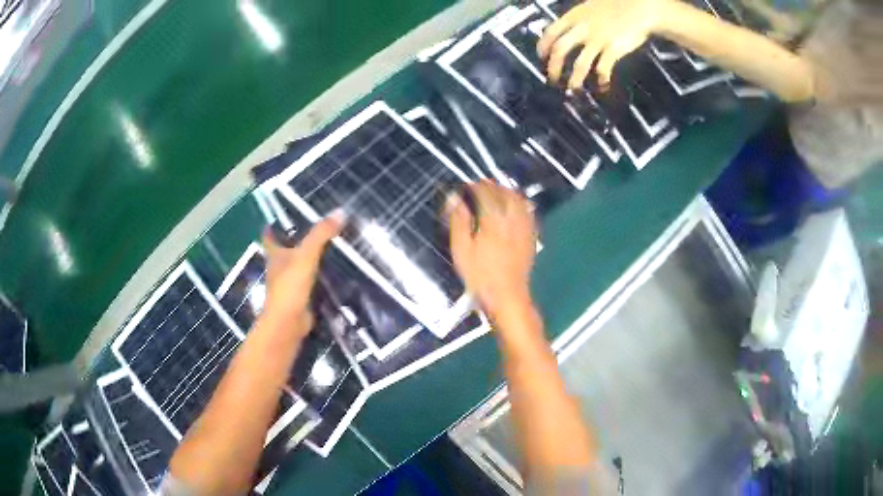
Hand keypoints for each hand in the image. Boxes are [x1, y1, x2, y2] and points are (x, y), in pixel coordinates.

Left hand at [261, 211, 343, 335]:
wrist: (288, 322)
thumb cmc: (290, 286)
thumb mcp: (306, 256)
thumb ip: (321, 235)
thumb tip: (340, 212)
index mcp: (275, 256)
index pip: (269, 237)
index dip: (271, 228)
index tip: (276, 218)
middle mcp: (278, 269)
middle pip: (283, 251)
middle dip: (293, 241)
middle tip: (311, 228)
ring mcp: (288, 285)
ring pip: (296, 267)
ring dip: (306, 259)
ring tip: (326, 247)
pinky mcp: (299, 298)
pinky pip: (308, 282)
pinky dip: (316, 277)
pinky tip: (329, 273)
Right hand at [447, 181, 536, 318]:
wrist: (507, 296)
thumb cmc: (479, 275)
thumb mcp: (461, 249)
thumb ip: (458, 220)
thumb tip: (453, 198)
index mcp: (493, 218)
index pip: (485, 192)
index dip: (475, 186)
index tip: (466, 185)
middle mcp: (511, 218)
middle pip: (504, 193)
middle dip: (492, 186)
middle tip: (480, 185)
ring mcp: (524, 227)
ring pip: (518, 200)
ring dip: (507, 192)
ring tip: (497, 191)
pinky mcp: (530, 237)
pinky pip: (528, 213)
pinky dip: (521, 204)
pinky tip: (517, 206)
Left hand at [537, 0, 668, 88]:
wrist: (640, 8)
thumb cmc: (616, 6)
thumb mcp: (590, 8)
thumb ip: (578, 20)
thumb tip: (568, 33)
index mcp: (574, 17)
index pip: (550, 33)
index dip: (543, 48)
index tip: (542, 58)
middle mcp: (582, 29)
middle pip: (560, 51)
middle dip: (553, 68)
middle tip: (553, 81)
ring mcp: (598, 40)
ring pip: (579, 64)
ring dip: (574, 80)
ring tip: (573, 90)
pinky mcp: (613, 49)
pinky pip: (602, 69)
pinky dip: (601, 81)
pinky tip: (602, 87)